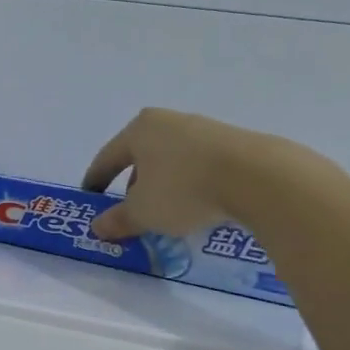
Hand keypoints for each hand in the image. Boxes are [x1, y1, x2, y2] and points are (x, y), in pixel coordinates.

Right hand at [81, 107, 248, 240]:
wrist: (258, 177)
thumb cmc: (183, 189)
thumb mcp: (143, 212)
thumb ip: (117, 220)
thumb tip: (97, 227)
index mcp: (139, 130)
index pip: (108, 157)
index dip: (96, 179)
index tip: (91, 196)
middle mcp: (168, 122)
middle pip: (142, 155)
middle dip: (134, 183)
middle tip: (133, 208)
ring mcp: (204, 129)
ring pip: (173, 159)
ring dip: (165, 184)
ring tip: (169, 211)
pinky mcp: (235, 142)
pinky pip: (201, 165)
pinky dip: (192, 183)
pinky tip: (200, 204)